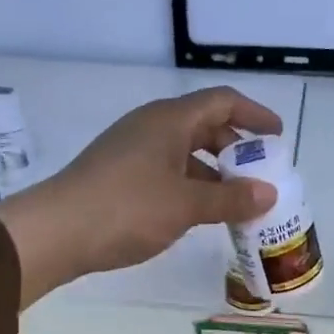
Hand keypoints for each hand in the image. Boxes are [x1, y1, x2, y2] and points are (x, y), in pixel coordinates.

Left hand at [0, 87, 282, 304]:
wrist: (56, 231)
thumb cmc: (127, 209)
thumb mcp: (186, 205)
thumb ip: (230, 199)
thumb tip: (269, 193)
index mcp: (170, 120)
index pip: (222, 102)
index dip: (254, 115)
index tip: (277, 138)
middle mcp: (151, 127)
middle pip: (204, 126)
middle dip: (236, 149)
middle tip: (259, 176)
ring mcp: (132, 151)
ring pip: (185, 153)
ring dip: (213, 173)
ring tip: (236, 202)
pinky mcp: (119, 176)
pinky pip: (167, 172)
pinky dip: (190, 186)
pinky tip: (199, 214)